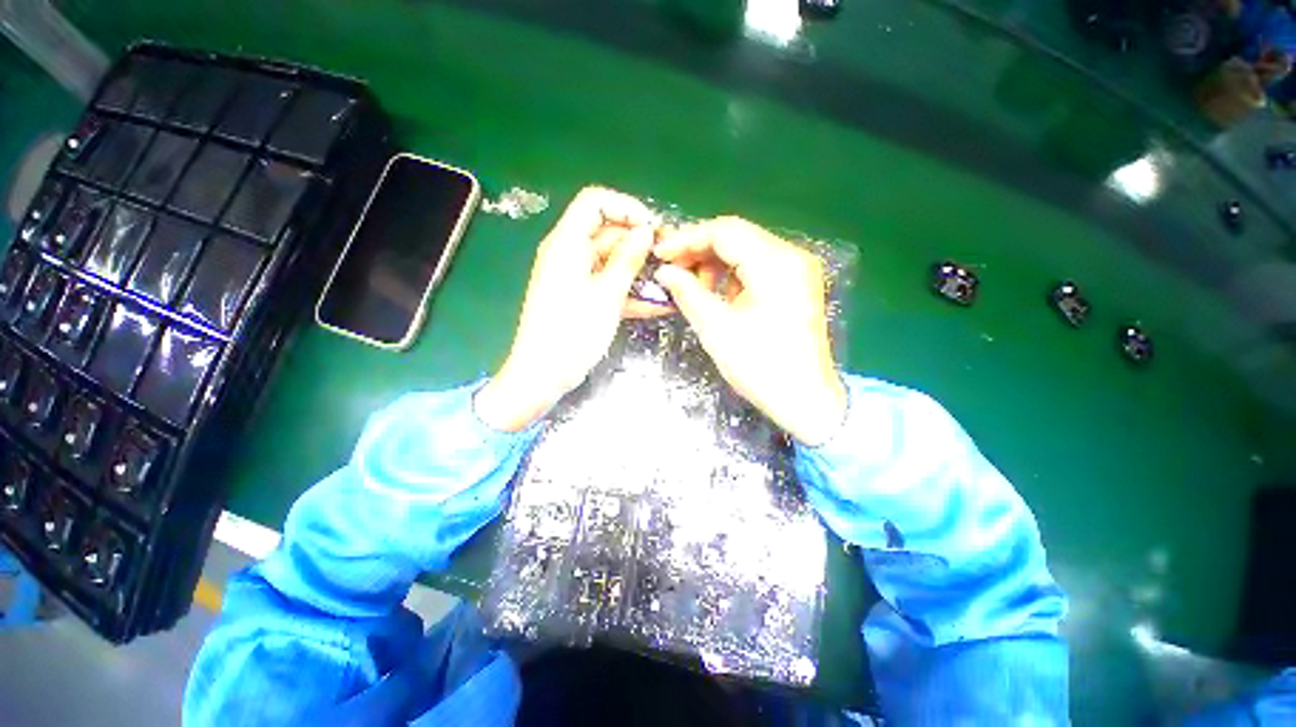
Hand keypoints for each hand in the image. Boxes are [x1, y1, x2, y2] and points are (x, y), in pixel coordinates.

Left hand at [475, 186, 655, 431]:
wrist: (542, 375)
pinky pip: (607, 282)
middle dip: (639, 242)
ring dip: (638, 270)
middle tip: (669, 259)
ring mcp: (574, 276)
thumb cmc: (571, 335)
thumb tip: (646, 231)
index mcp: (567, 245)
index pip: (595, 202)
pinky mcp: (580, 296)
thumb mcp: (606, 297)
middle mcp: (568, 254)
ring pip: (611, 260)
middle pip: (607, 232)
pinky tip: (656, 303)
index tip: (653, 229)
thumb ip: (627, 261)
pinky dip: (628, 290)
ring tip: (668, 283)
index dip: (626, 208)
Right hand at [652, 216, 846, 445]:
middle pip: (737, 237)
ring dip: (714, 264)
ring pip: (745, 250)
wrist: (804, 399)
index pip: (725, 232)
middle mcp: (791, 257)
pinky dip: (732, 276)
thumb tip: (664, 272)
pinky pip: (756, 267)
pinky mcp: (795, 285)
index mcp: (775, 264)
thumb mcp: (716, 328)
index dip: (687, 239)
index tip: (660, 254)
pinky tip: (717, 295)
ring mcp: (796, 270)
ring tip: (692, 287)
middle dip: (699, 251)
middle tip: (672, 271)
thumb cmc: (760, 366)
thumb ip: (687, 292)